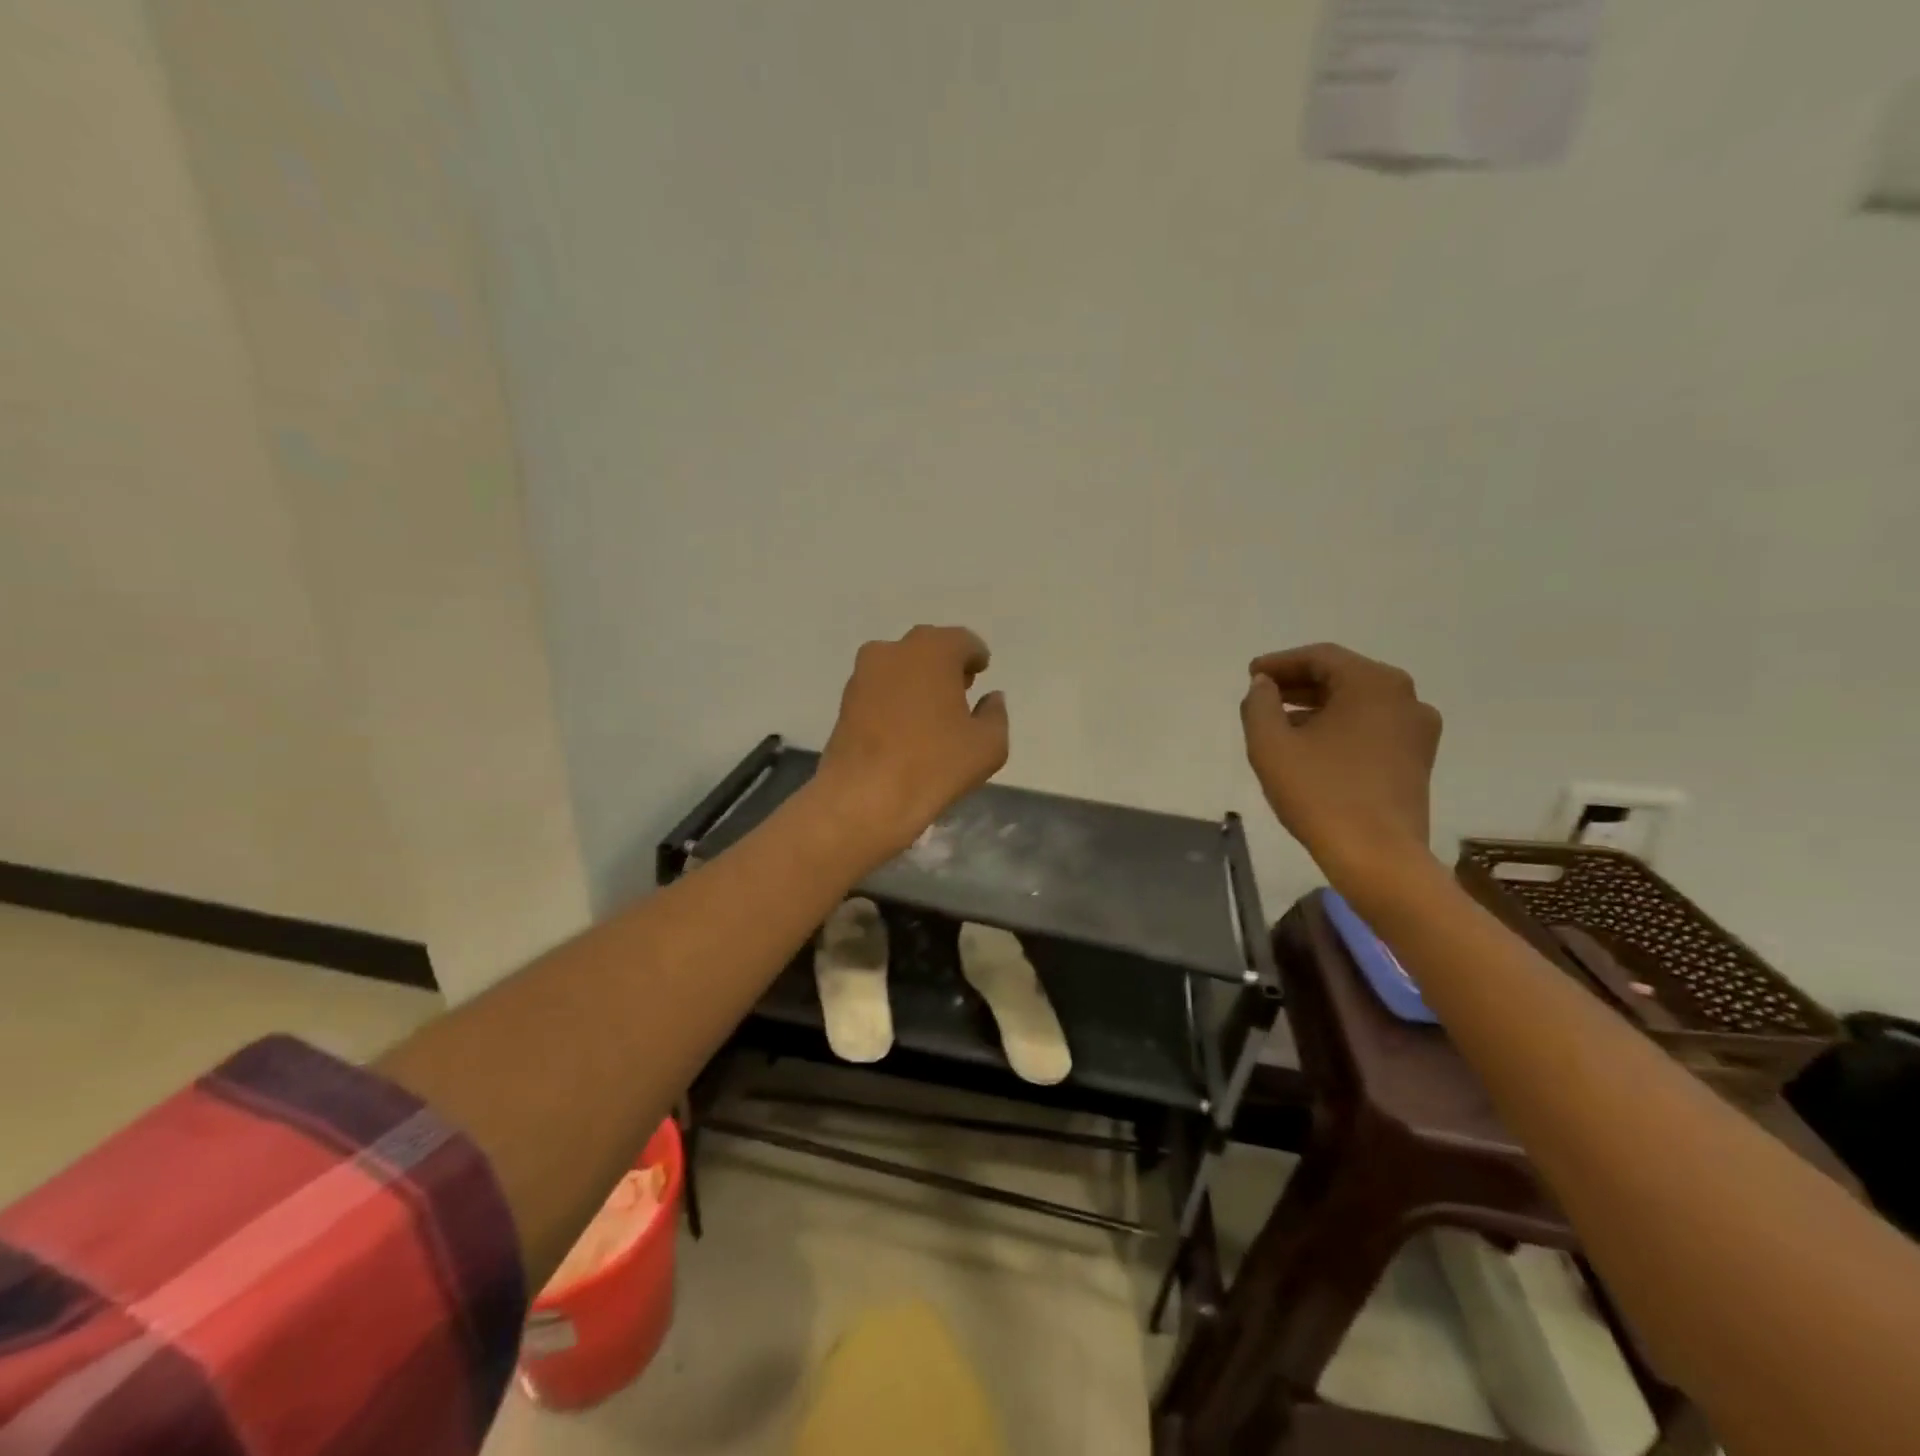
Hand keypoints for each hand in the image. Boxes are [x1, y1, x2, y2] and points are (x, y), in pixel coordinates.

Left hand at [812, 625, 1010, 865]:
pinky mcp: (845, 700)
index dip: (975, 657)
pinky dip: (894, 698)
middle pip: (928, 648)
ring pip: (899, 666)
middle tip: (959, 690)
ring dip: (917, 679)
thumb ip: (995, 714)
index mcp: (933, 650)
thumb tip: (991, 698)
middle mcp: (894, 651)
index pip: (963, 641)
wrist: (864, 797)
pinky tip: (904, 726)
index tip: (981, 673)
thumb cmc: (934, 765)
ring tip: (931, 712)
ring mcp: (863, 674)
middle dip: (945, 665)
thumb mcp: (988, 745)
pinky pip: (879, 688)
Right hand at [1240, 643, 1442, 891]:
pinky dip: (1340, 726)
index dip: (1280, 663)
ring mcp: (1417, 729)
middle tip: (1262, 695)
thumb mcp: (1271, 745)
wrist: (1378, 857)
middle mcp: (1405, 697)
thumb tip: (1263, 685)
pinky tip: (1311, 746)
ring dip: (1318, 706)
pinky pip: (1372, 726)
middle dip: (1299, 683)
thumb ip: (1259, 704)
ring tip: (1280, 722)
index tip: (1250, 674)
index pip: (1320, 657)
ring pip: (1358, 703)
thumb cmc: (1320, 793)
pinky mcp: (1418, 759)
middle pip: (1343, 676)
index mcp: (1374, 684)